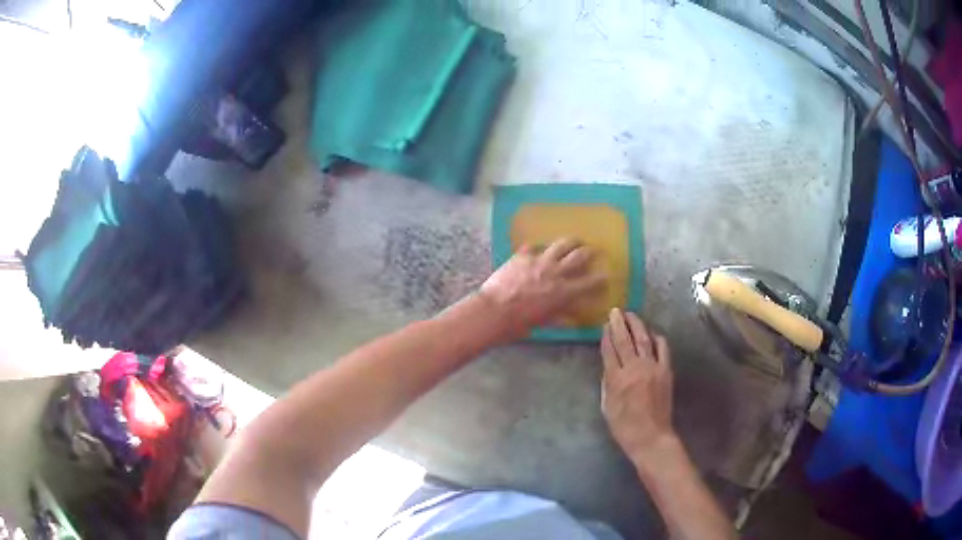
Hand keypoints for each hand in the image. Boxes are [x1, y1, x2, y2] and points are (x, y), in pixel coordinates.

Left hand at [479, 238, 605, 338]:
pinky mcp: (522, 255)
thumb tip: (570, 317)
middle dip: (589, 252)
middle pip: (579, 256)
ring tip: (574, 240)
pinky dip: (539, 247)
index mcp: (564, 292)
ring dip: (571, 242)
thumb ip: (559, 316)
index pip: (590, 282)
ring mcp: (539, 260)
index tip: (606, 276)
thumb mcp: (543, 322)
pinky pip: (533, 246)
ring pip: (561, 244)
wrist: (493, 311)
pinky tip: (538, 247)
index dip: (601, 278)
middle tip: (593, 251)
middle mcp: (556, 272)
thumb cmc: (519, 324)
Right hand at [600, 309, 676, 466]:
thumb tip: (609, 366)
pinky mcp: (666, 371)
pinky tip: (652, 333)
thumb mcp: (607, 406)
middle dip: (619, 324)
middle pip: (625, 340)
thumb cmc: (624, 426)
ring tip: (631, 314)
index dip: (606, 336)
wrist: (650, 436)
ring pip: (643, 339)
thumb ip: (607, 383)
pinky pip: (662, 349)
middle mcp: (634, 369)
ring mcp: (652, 368)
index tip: (604, 324)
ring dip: (637, 325)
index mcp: (616, 379)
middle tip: (615, 311)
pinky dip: (657, 338)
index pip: (609, 350)